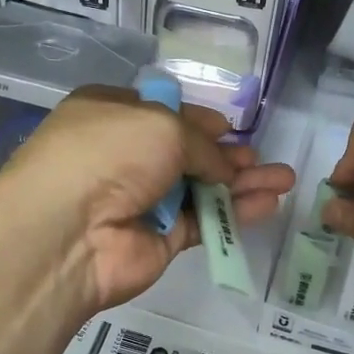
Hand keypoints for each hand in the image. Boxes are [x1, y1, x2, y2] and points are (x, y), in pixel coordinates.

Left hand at [0, 87, 295, 311]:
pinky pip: (204, 222)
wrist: (68, 231)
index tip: (227, 126)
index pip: (161, 113)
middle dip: (226, 154)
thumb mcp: (162, 125)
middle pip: (187, 153)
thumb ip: (202, 145)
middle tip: (261, 158)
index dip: (197, 119)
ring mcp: (142, 200)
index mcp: (112, 115)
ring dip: (242, 183)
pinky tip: (269, 203)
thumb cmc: (108, 153)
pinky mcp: (160, 240)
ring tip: (285, 179)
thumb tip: (222, 166)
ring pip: (201, 189)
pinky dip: (236, 213)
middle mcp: (125, 156)